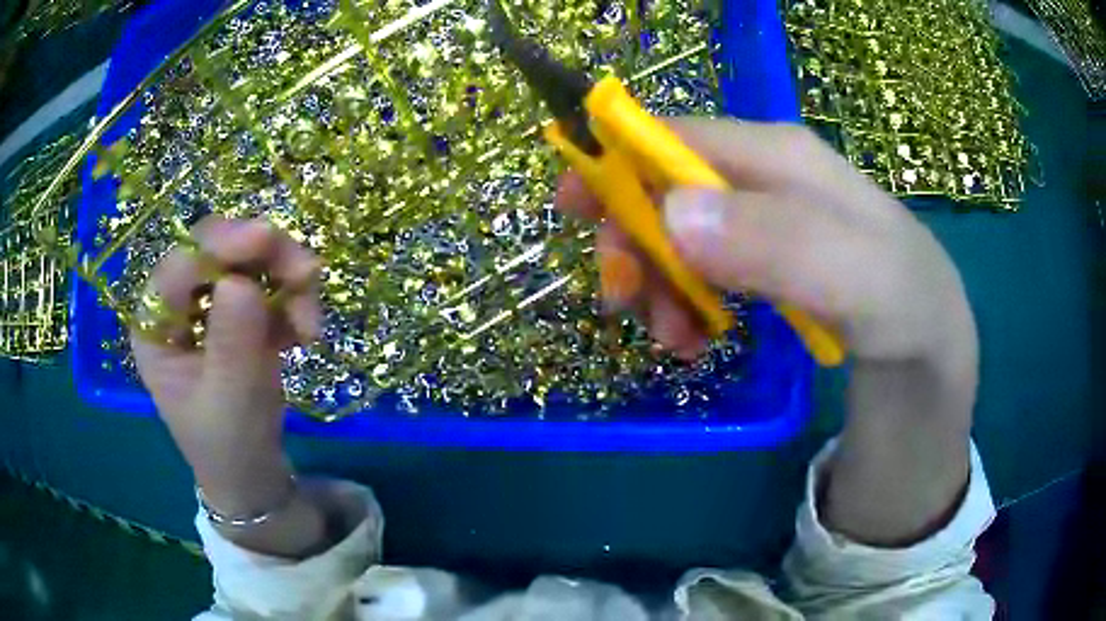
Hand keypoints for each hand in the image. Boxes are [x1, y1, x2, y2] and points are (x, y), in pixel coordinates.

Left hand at [132, 216, 320, 519]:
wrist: (252, 473)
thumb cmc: (229, 446)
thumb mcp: (230, 402)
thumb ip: (232, 343)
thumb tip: (241, 283)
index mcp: (156, 326)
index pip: (181, 264)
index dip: (221, 244)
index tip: (267, 238)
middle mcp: (178, 305)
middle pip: (218, 250)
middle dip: (264, 256)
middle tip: (307, 277)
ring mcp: (210, 306)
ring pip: (249, 260)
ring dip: (287, 281)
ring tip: (311, 327)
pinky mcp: (240, 313)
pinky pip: (270, 284)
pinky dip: (294, 300)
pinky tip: (305, 334)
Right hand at [556, 119, 978, 544]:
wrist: (929, 350)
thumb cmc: (904, 306)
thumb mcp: (862, 280)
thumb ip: (780, 242)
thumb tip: (671, 214)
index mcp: (779, 155)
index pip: (675, 135)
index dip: (614, 162)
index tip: (572, 214)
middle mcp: (764, 176)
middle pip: (665, 186)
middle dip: (633, 240)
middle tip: (627, 301)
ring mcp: (763, 219)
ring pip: (677, 235)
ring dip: (657, 286)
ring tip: (677, 340)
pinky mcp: (765, 258)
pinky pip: (702, 272)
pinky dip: (684, 306)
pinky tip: (696, 341)